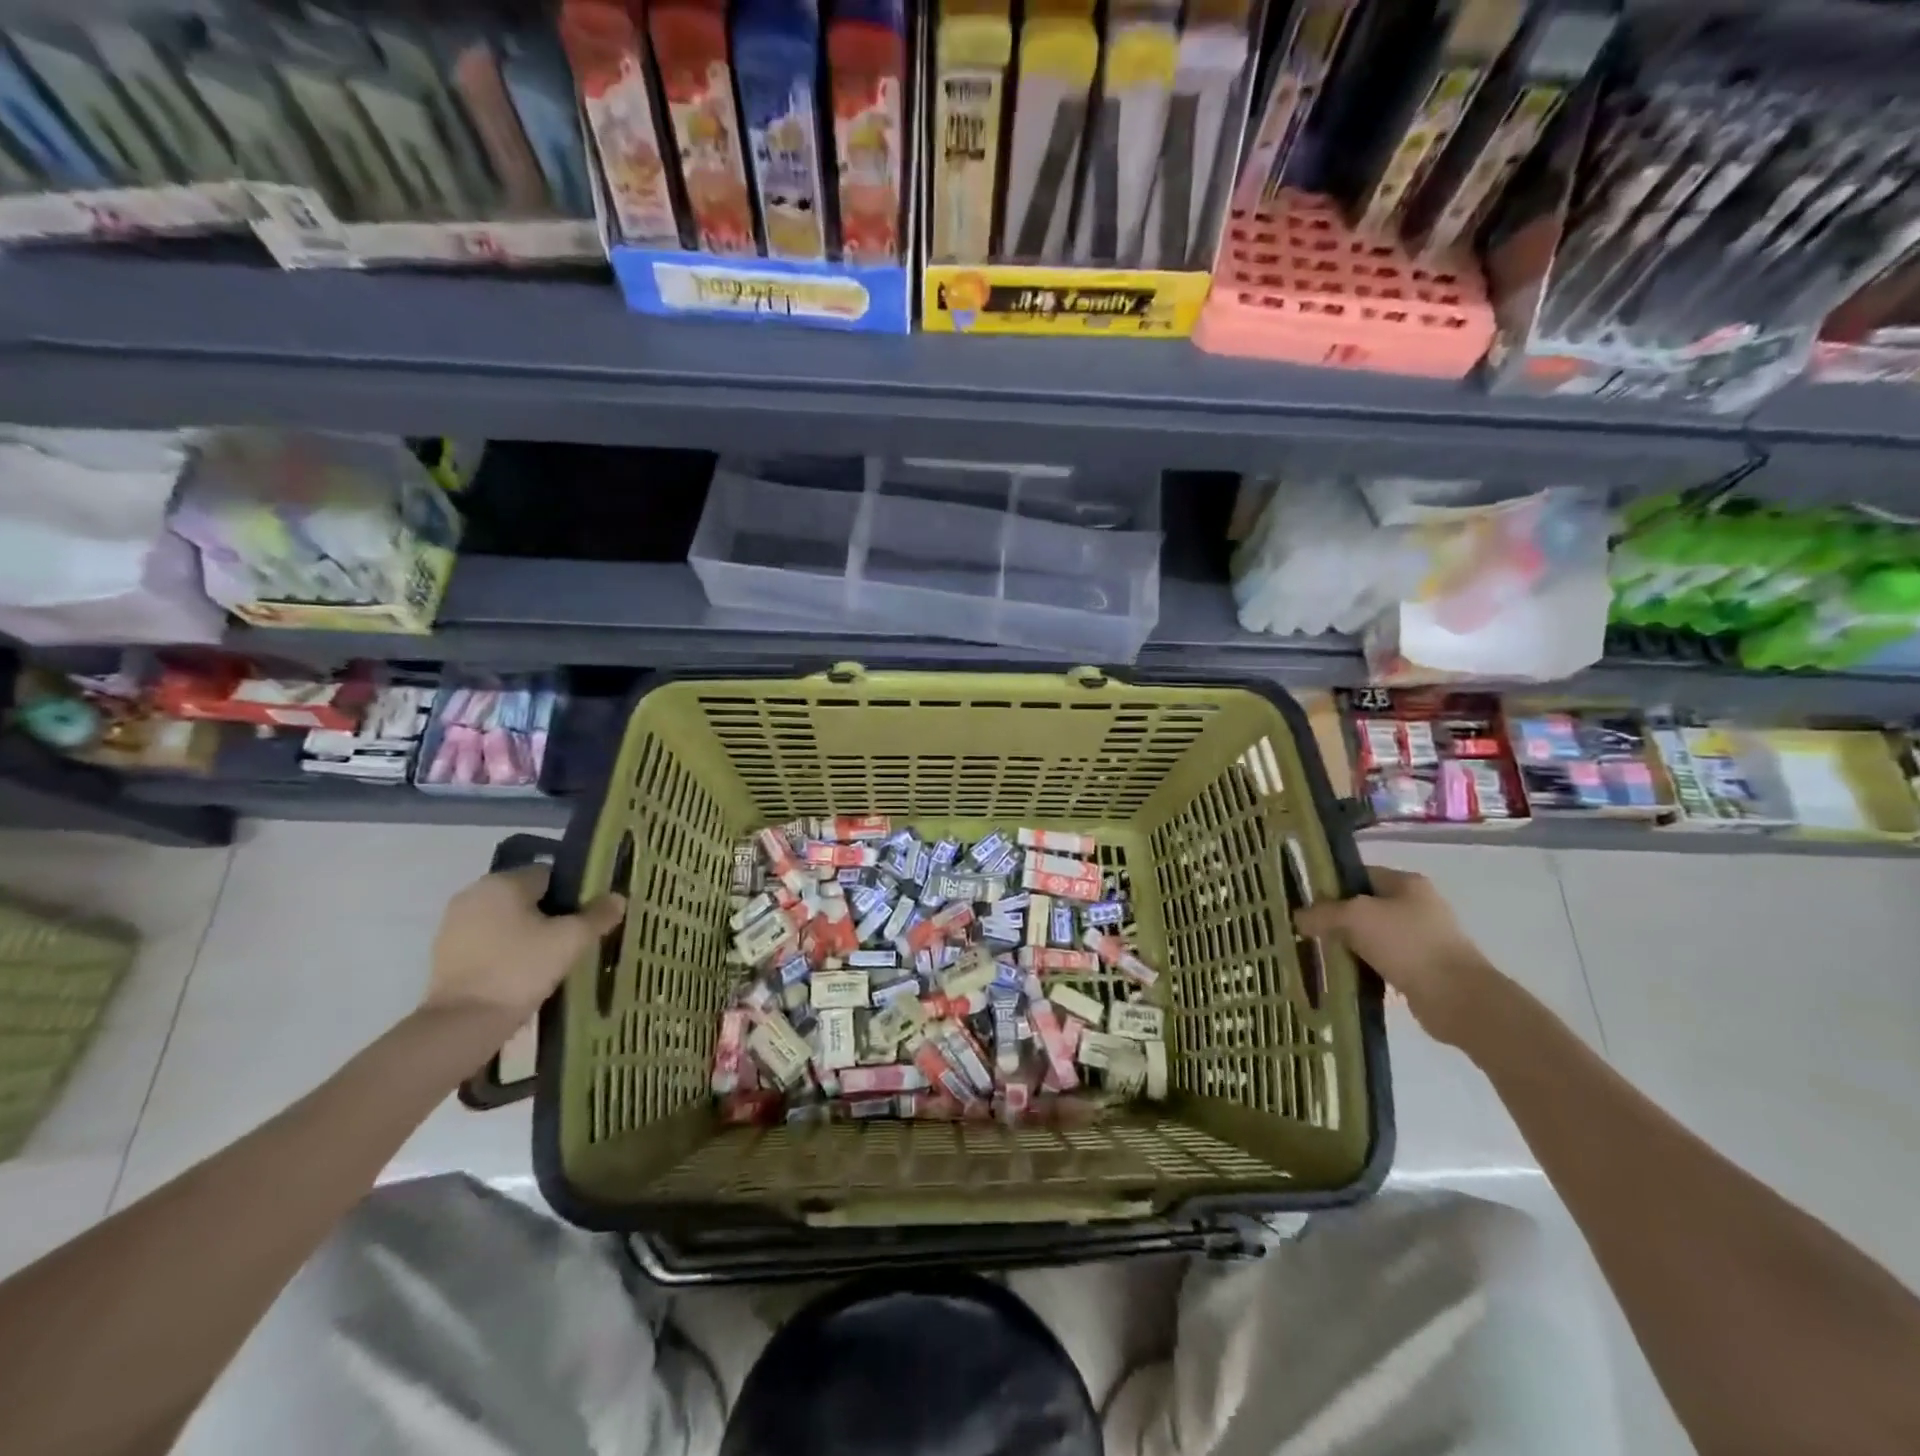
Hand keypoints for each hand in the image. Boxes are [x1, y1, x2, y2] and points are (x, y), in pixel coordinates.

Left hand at [424, 866, 626, 1026]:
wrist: (462, 1024)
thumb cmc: (520, 969)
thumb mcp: (571, 940)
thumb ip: (598, 915)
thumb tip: (617, 898)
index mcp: (503, 881)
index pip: (550, 874)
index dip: (573, 894)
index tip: (587, 918)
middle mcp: (474, 893)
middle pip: (526, 896)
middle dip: (549, 914)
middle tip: (572, 940)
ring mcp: (454, 924)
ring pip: (505, 919)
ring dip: (525, 932)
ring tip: (549, 959)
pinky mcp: (444, 953)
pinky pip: (487, 940)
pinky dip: (504, 950)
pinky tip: (521, 972)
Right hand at [1294, 866, 1505, 1047]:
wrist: (1458, 998)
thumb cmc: (1406, 944)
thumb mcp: (1354, 917)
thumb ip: (1322, 913)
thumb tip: (1298, 917)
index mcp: (1407, 883)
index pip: (1359, 874)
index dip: (1330, 885)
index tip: (1304, 902)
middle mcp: (1417, 905)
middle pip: (1364, 905)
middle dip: (1336, 918)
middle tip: (1307, 930)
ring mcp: (1423, 938)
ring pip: (1372, 936)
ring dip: (1349, 945)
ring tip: (1321, 954)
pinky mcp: (1423, 968)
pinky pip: (1383, 961)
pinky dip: (1365, 966)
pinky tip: (1346, 974)